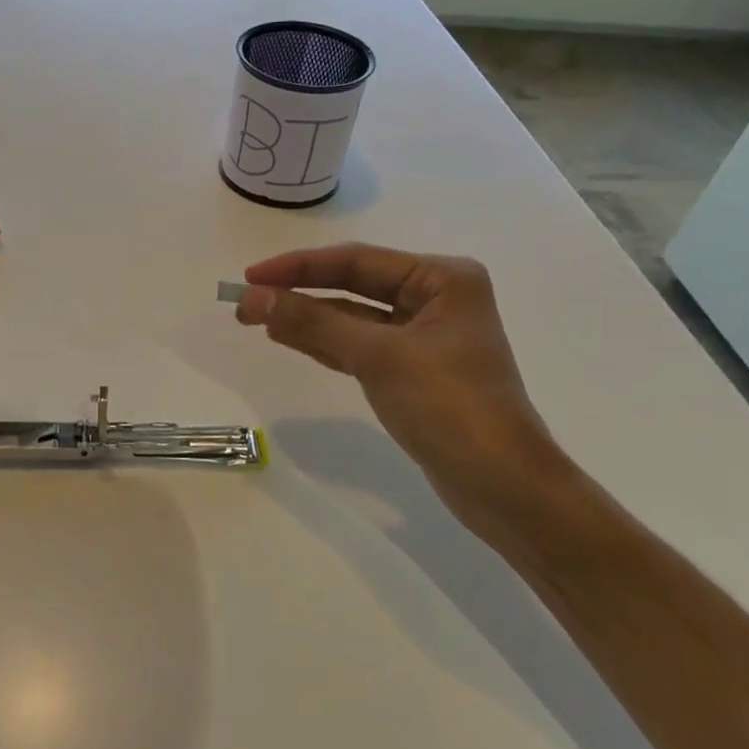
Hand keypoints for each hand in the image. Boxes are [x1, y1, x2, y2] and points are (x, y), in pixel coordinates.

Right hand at [235, 245, 573, 534]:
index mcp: (442, 278)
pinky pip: (359, 345)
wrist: (504, 488)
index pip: (356, 261)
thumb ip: (313, 323)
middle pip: (353, 286)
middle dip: (299, 293)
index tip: (249, 276)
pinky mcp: (413, 370)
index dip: (298, 267)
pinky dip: (325, 342)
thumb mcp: (378, 357)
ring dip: (307, 318)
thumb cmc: (449, 407)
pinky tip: (289, 338)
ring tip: (256, 319)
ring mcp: (425, 336)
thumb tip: (252, 298)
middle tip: (244, 302)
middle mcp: (435, 298)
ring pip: (352, 317)